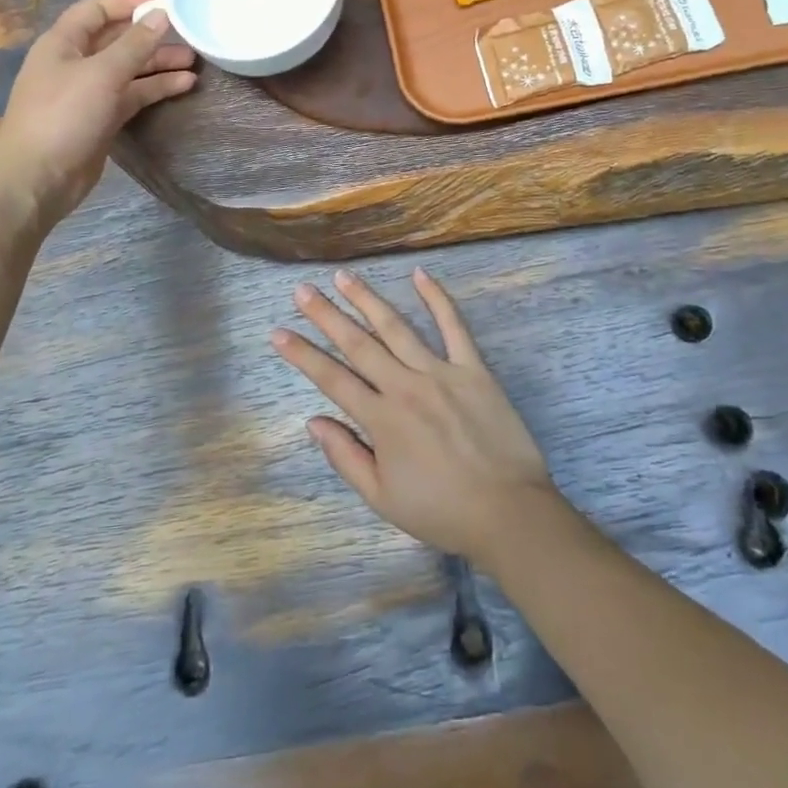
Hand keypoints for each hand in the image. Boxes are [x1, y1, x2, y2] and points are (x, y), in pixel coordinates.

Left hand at [0, 0, 195, 231]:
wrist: (38, 178)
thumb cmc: (64, 116)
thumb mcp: (102, 74)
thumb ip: (135, 44)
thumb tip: (161, 15)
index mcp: (63, 43)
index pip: (96, 9)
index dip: (128, 2)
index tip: (164, 5)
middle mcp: (75, 62)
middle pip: (117, 40)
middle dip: (151, 37)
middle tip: (189, 36)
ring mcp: (88, 92)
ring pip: (129, 69)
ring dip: (159, 64)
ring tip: (195, 63)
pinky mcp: (101, 118)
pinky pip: (132, 95)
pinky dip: (155, 89)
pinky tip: (183, 86)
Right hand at [273, 268, 557, 566]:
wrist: (508, 513)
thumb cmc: (441, 511)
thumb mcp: (382, 498)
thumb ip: (345, 456)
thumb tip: (313, 421)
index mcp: (381, 419)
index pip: (331, 379)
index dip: (302, 355)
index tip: (278, 333)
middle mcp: (404, 386)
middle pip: (358, 344)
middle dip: (326, 315)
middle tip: (302, 289)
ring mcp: (440, 372)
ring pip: (396, 327)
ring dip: (367, 299)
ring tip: (344, 276)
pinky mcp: (473, 368)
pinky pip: (453, 326)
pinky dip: (437, 298)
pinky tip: (420, 274)